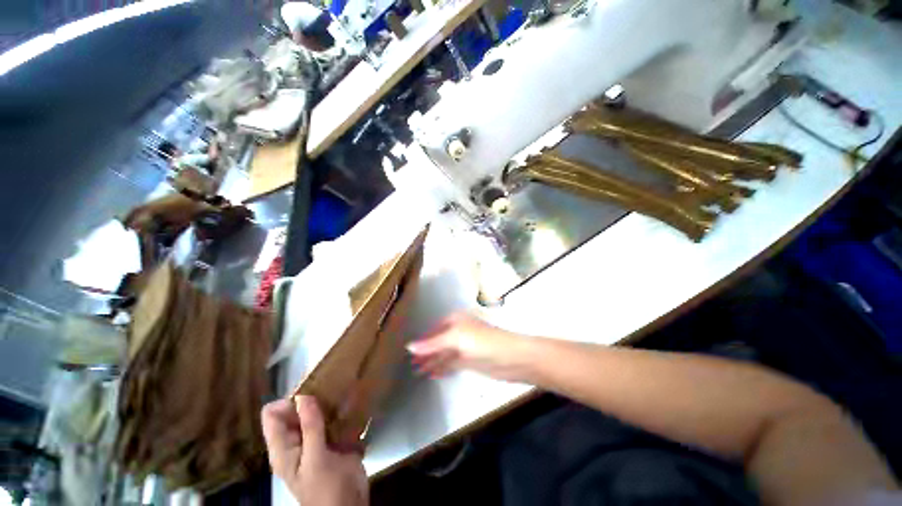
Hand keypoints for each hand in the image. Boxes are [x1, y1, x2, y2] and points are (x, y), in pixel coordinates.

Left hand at [261, 396, 367, 505]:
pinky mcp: (333, 439)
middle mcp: (297, 441)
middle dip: (310, 397)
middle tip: (330, 387)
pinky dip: (339, 409)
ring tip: (341, 390)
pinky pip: (333, 418)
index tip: (310, 393)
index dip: (287, 401)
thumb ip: (310, 428)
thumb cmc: (326, 489)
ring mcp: (316, 440)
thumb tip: (303, 396)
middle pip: (295, 410)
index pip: (272, 415)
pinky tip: (351, 402)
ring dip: (327, 401)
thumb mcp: (316, 459)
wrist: (350, 505)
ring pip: (316, 411)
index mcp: (284, 448)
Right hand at [407, 313, 528, 380]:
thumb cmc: (482, 341)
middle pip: (438, 342)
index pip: (434, 329)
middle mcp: (459, 331)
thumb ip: (432, 343)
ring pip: (444, 353)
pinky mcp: (470, 361)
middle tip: (409, 364)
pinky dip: (442, 367)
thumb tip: (409, 346)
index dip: (422, 339)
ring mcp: (464, 347)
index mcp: (455, 320)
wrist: (511, 357)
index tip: (407, 350)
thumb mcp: (455, 338)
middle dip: (425, 352)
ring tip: (416, 371)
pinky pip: (451, 363)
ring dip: (431, 361)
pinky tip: (432, 374)